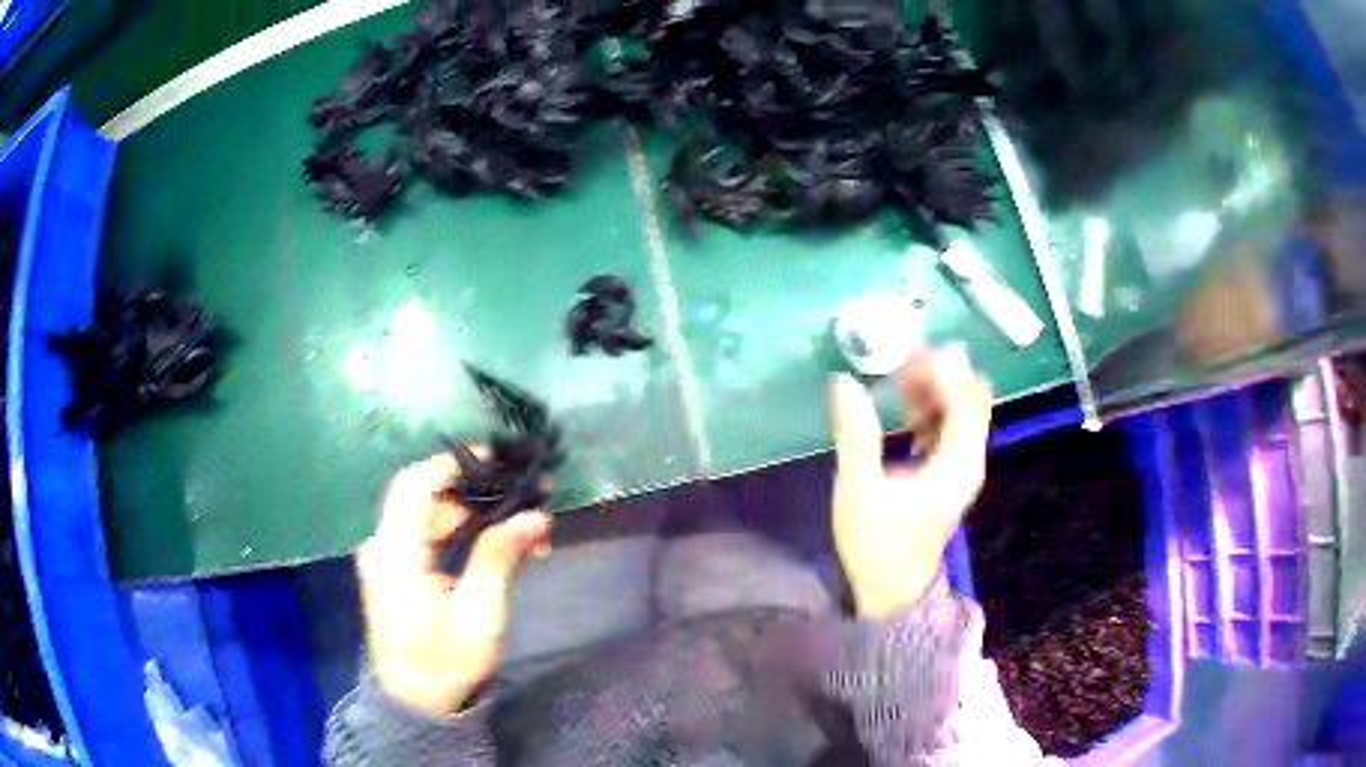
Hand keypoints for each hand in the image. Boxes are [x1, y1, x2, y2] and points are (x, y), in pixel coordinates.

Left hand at [356, 454, 551, 716]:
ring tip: (518, 524)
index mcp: (395, 552)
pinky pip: (423, 537)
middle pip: (423, 498)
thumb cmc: (446, 661)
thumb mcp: (478, 613)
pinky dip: (456, 534)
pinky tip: (492, 543)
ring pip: (426, 517)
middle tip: (521, 495)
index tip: (495, 460)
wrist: (415, 703)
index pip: (415, 485)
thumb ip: (499, 557)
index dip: (452, 465)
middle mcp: (383, 546)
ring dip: (469, 514)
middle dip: (472, 492)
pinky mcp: (395, 572)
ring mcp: (386, 559)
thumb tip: (536, 516)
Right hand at [829, 352, 991, 619]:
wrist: (891, 594)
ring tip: (899, 378)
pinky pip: (949, 431)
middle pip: (969, 402)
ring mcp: (961, 469)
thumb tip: (844, 384)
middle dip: (940, 376)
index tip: (911, 353)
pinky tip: (904, 410)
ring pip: (959, 414)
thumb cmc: (877, 545)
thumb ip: (855, 435)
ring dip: (934, 392)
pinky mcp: (949, 477)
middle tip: (902, 361)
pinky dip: (931, 413)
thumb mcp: (859, 489)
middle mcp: (969, 461)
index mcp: (958, 463)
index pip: (967, 400)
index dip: (944, 371)